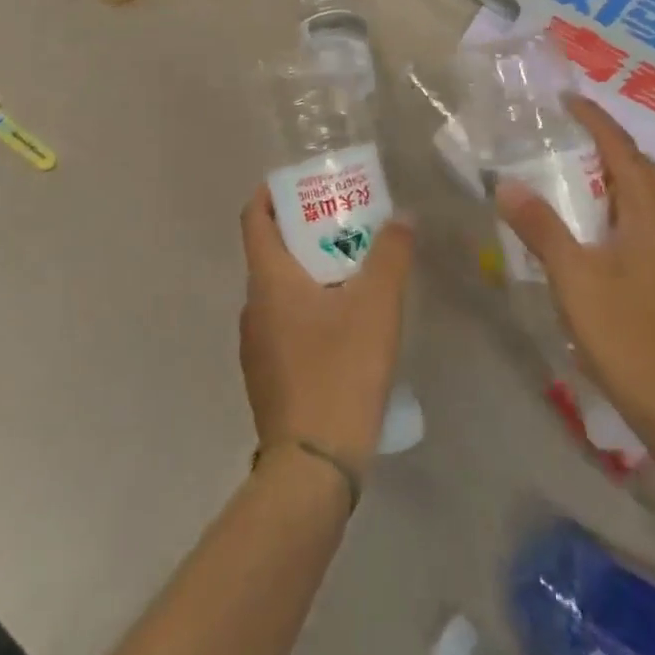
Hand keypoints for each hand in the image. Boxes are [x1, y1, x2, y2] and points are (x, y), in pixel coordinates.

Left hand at [239, 189, 413, 477]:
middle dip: (306, 233)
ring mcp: (255, 346)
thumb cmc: (339, 371)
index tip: (302, 184)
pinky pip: (284, 326)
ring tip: (353, 274)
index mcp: (268, 280)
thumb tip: (402, 217)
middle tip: (346, 226)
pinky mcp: (267, 378)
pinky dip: (308, 311)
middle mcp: (252, 307)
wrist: (312, 469)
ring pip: (279, 292)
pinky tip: (344, 329)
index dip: (272, 193)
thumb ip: (391, 255)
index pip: (254, 218)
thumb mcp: (376, 306)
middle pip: (271, 253)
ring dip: (310, 274)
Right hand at [495, 95, 654, 435]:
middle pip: (638, 168)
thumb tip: (506, 183)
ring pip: (643, 196)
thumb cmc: (630, 337)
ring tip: (574, 170)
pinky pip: (644, 221)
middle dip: (604, 143)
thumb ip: (541, 228)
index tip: (567, 99)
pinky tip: (594, 227)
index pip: (622, 149)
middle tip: (565, 131)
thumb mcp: (575, 279)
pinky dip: (617, 204)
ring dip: (612, 175)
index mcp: (650, 214)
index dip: (595, 120)